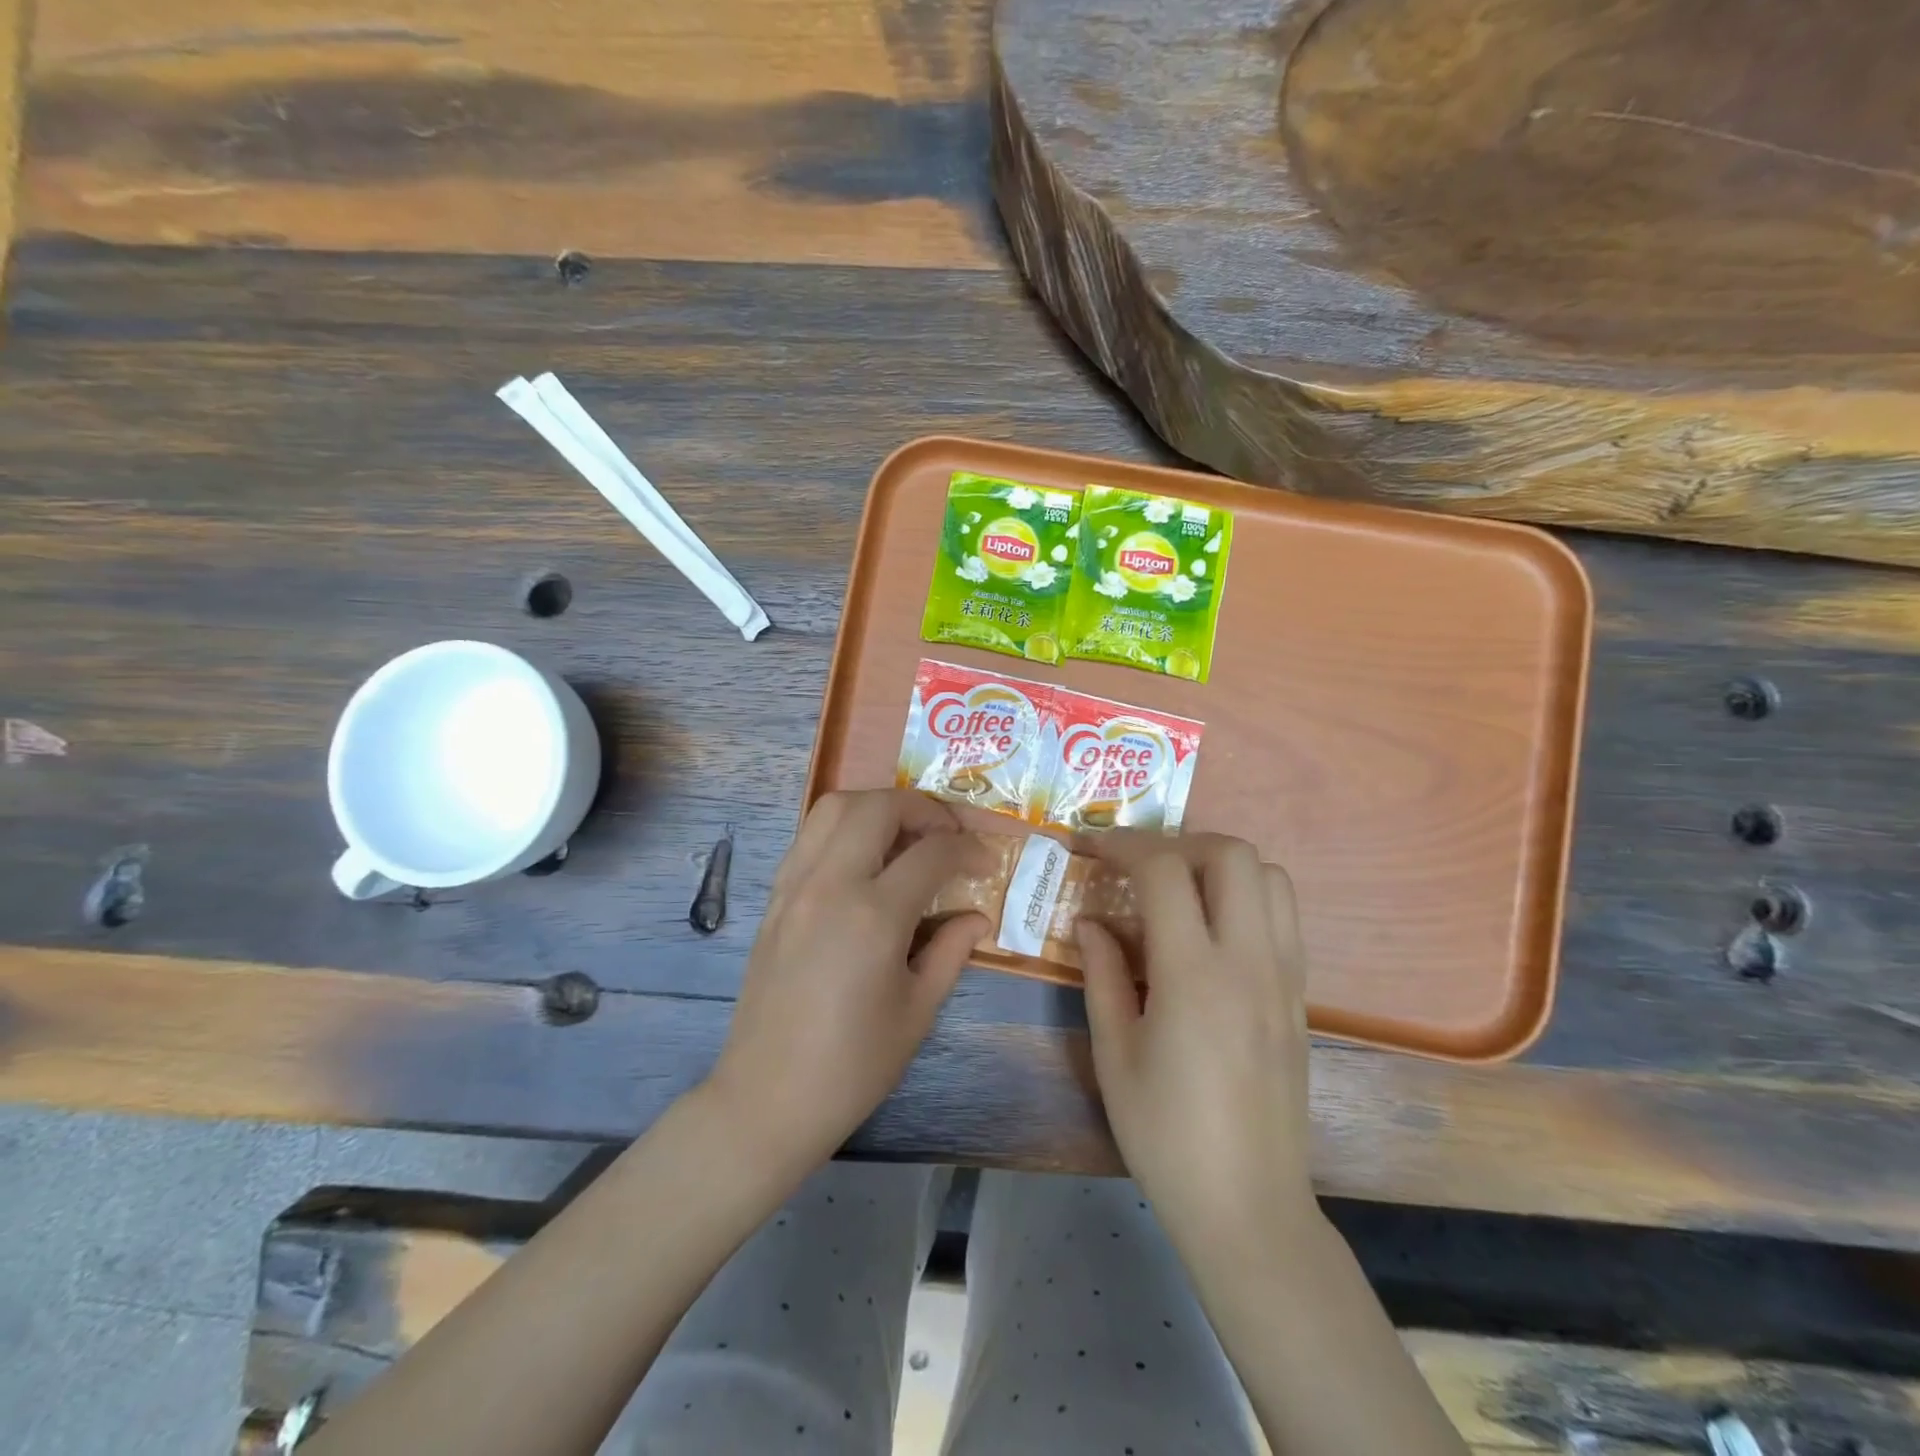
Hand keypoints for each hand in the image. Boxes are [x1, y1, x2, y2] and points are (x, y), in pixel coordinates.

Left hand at [707, 789, 987, 1169]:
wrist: (767, 1097)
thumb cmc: (853, 1065)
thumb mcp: (918, 1011)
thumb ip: (951, 951)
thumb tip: (977, 916)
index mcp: (873, 915)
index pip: (931, 852)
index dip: (968, 849)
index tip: (986, 862)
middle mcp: (829, 884)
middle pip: (878, 806)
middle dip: (923, 807)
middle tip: (947, 833)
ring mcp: (794, 885)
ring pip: (834, 807)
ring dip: (878, 806)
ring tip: (905, 834)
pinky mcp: (774, 897)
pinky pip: (810, 836)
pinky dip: (844, 827)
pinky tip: (864, 860)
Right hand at [1077, 832, 1315, 1250]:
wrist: (1249, 1206)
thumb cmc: (1165, 1134)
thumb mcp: (1113, 1052)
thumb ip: (1102, 973)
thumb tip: (1090, 921)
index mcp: (1194, 975)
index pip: (1165, 870)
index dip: (1123, 844)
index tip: (1091, 846)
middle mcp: (1249, 961)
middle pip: (1232, 854)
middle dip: (1178, 841)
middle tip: (1139, 865)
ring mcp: (1285, 976)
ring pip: (1270, 876)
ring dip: (1220, 864)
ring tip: (1179, 890)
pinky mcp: (1301, 996)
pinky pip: (1284, 916)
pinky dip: (1247, 896)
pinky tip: (1211, 931)